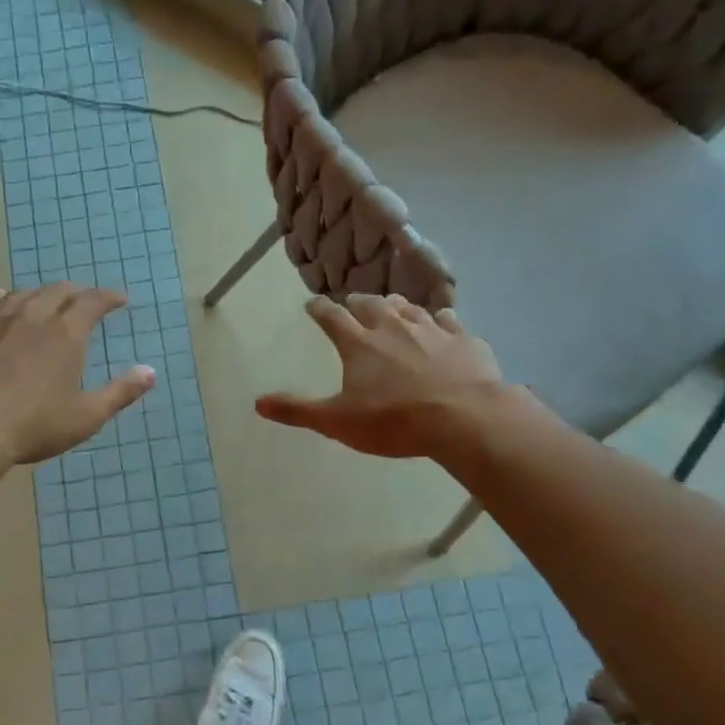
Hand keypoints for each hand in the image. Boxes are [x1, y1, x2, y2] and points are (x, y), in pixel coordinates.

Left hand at [0, 283, 154, 464]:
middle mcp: (32, 315)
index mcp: (66, 333)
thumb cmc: (32, 426)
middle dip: (75, 292)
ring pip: (22, 293)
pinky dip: (1, 298)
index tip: (119, 299)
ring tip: (44, 304)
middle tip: (82, 302)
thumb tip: (150, 372)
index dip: (109, 297)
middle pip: (58, 290)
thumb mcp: (85, 417)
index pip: (93, 301)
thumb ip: (120, 393)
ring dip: (39, 295)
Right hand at [256, 294, 504, 458]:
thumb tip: (258, 402)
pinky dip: (440, 320)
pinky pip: (448, 321)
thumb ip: (298, 410)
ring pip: (409, 308)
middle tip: (351, 304)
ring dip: (396, 306)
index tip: (311, 304)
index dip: (318, 309)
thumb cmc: (395, 421)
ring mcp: (431, 330)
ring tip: (392, 307)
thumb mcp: (338, 422)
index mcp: (359, 343)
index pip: (331, 316)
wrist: (465, 419)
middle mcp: (392, 326)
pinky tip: (442, 323)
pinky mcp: (464, 340)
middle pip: (370, 304)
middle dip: (356, 302)